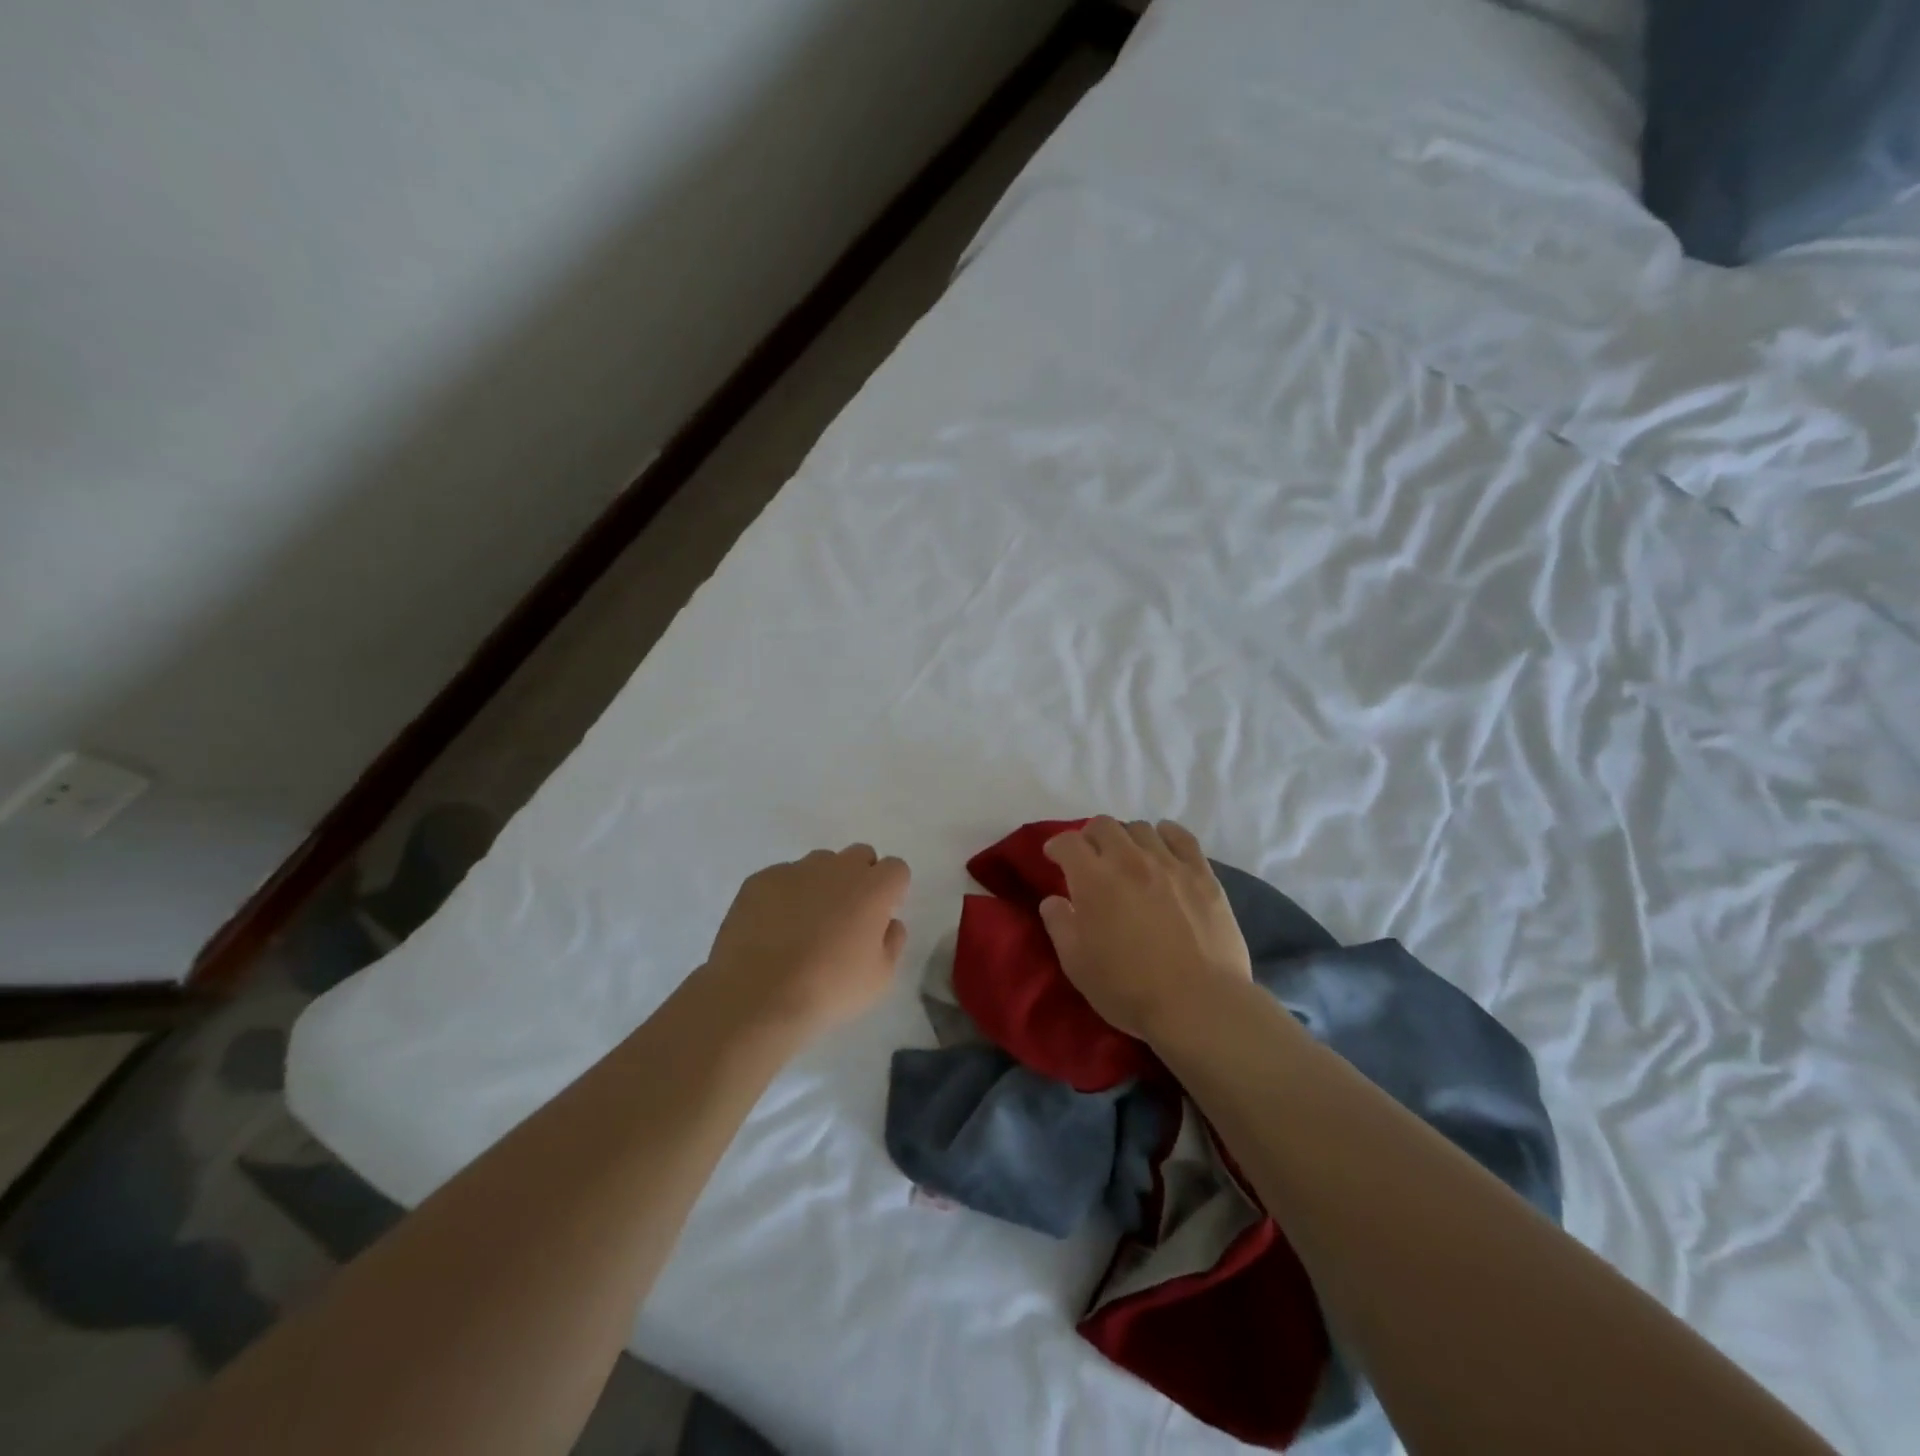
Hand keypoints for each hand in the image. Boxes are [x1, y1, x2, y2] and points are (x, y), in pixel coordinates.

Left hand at [702, 845, 910, 1034]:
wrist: (757, 996)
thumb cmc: (828, 989)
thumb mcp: (879, 978)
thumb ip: (892, 942)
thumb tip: (889, 923)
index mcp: (872, 889)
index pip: (896, 868)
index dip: (891, 890)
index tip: (880, 915)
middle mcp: (837, 868)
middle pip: (860, 855)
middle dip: (860, 877)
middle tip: (847, 916)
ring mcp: (795, 870)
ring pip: (819, 864)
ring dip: (822, 884)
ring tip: (805, 923)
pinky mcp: (760, 880)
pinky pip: (782, 878)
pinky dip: (785, 895)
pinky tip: (773, 929)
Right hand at [1039, 818, 1252, 1041]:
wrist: (1198, 1004)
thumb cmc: (1129, 988)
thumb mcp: (1077, 964)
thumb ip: (1059, 925)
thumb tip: (1053, 901)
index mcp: (1093, 879)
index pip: (1068, 842)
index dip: (1057, 846)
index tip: (1054, 857)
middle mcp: (1129, 859)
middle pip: (1103, 825)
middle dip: (1090, 837)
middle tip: (1090, 858)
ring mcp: (1169, 863)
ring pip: (1141, 829)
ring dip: (1126, 838)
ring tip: (1128, 857)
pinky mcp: (1202, 874)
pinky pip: (1182, 837)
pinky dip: (1167, 835)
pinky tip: (1163, 845)